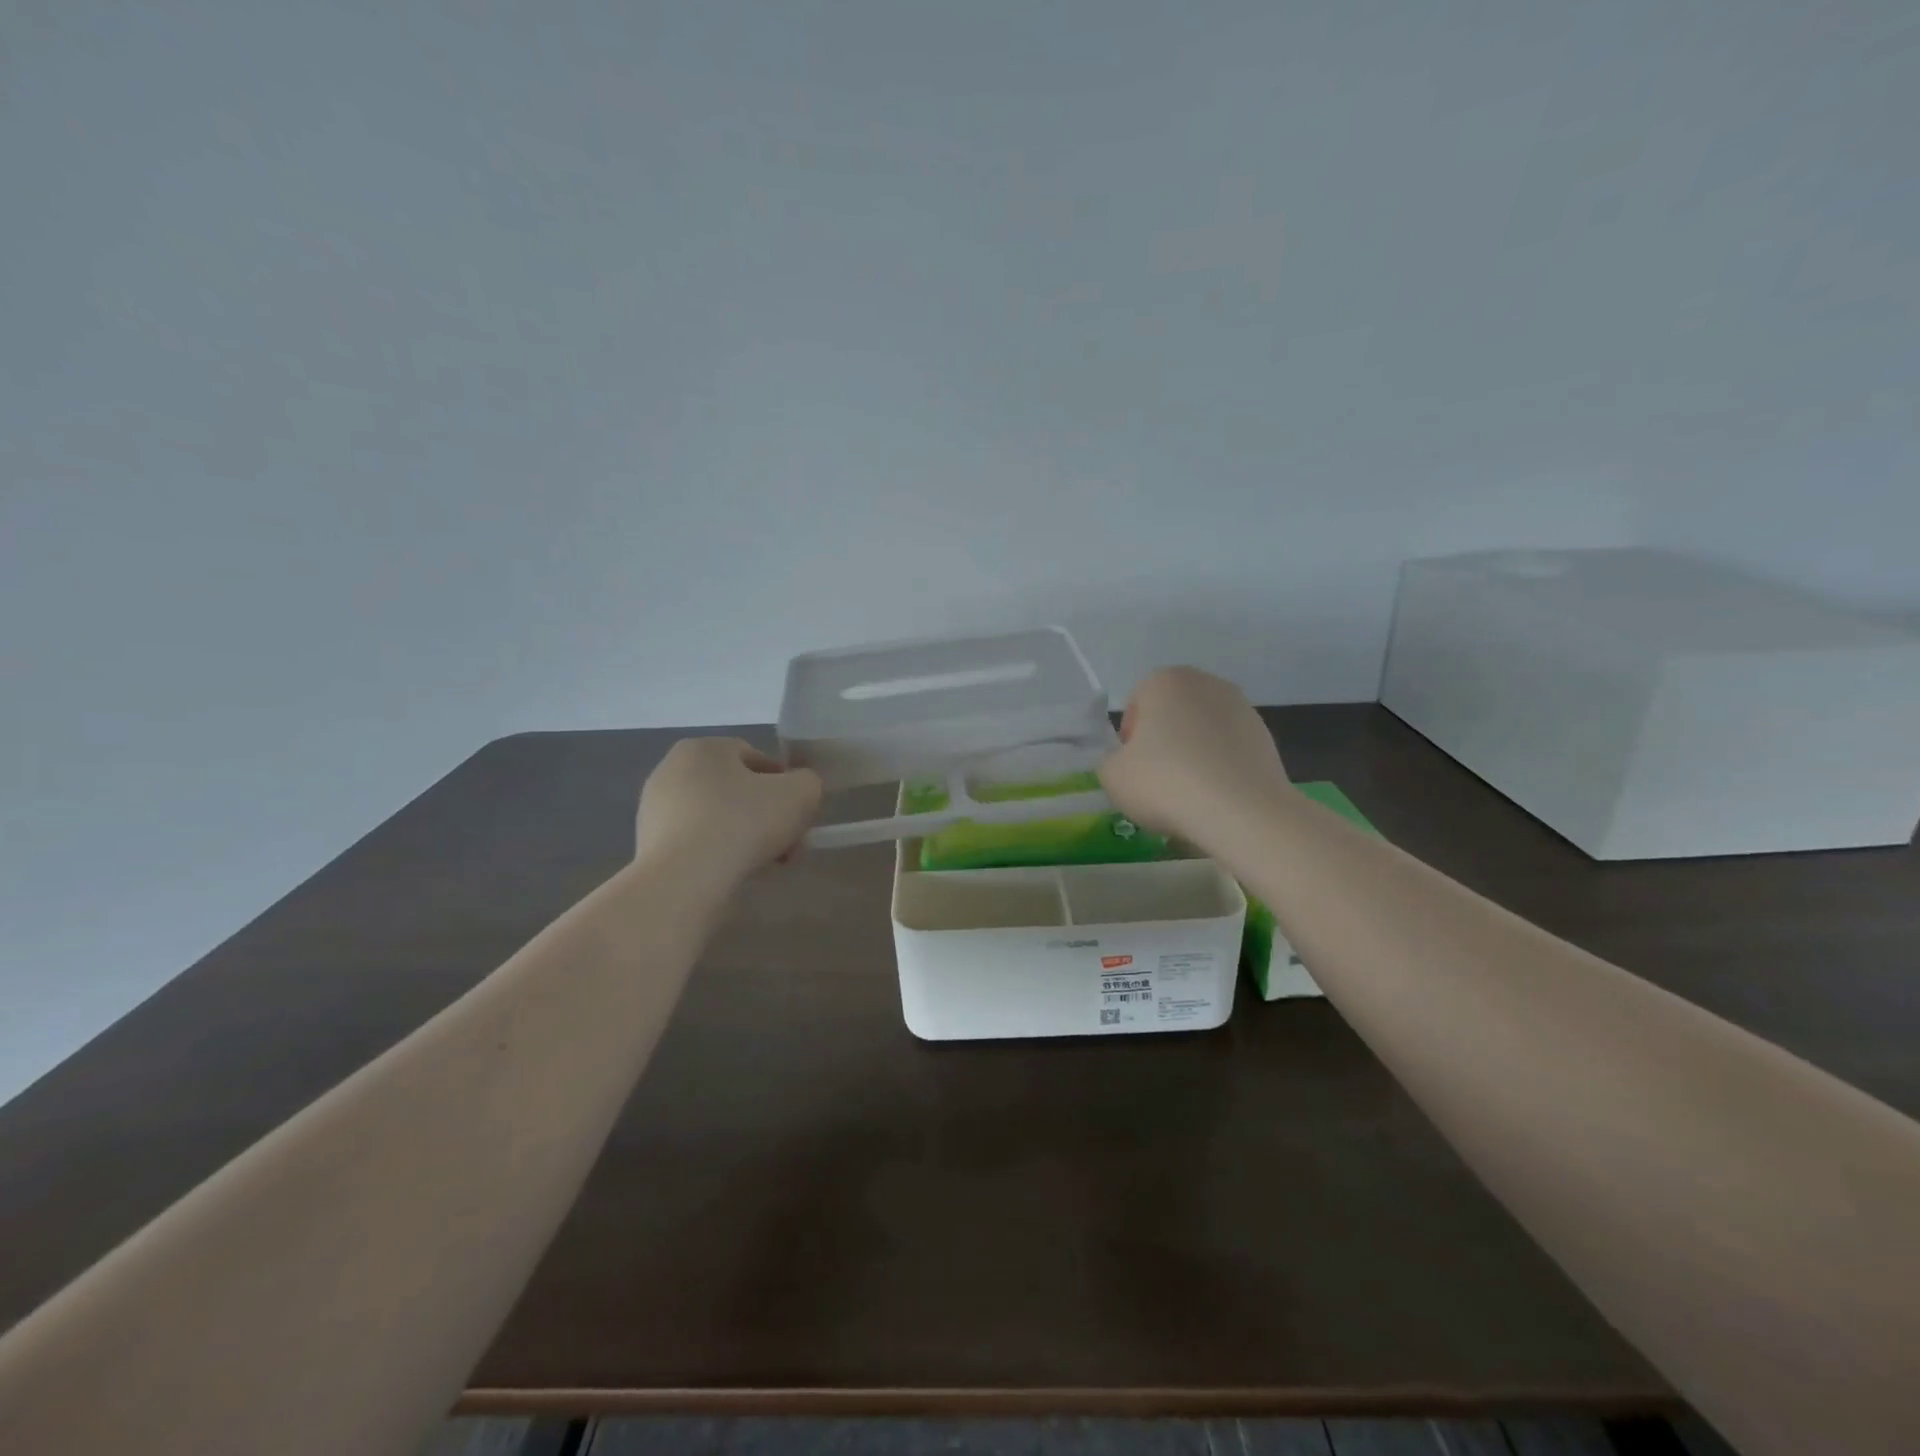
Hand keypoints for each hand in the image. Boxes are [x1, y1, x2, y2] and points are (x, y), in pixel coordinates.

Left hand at [635, 738, 822, 887]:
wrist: (684, 880)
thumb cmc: (743, 823)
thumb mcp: (801, 793)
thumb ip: (808, 782)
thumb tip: (799, 789)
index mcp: (703, 747)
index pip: (756, 758)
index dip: (785, 785)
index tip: (797, 815)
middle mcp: (672, 770)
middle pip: (737, 790)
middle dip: (766, 816)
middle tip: (787, 845)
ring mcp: (654, 809)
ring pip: (717, 818)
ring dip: (745, 837)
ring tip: (764, 864)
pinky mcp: (648, 844)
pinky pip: (696, 843)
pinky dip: (718, 854)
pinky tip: (733, 874)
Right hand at [1098, 667, 1289, 842]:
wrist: (1242, 812)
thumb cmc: (1166, 783)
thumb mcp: (1112, 776)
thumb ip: (1110, 762)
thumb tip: (1127, 763)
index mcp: (1165, 680)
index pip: (1136, 704)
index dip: (1129, 740)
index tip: (1133, 769)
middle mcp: (1206, 683)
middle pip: (1172, 715)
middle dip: (1163, 743)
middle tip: (1157, 782)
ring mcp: (1243, 709)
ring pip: (1202, 733)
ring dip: (1192, 756)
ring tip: (1189, 796)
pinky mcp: (1267, 738)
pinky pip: (1229, 751)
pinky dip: (1220, 769)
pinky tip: (1216, 800)